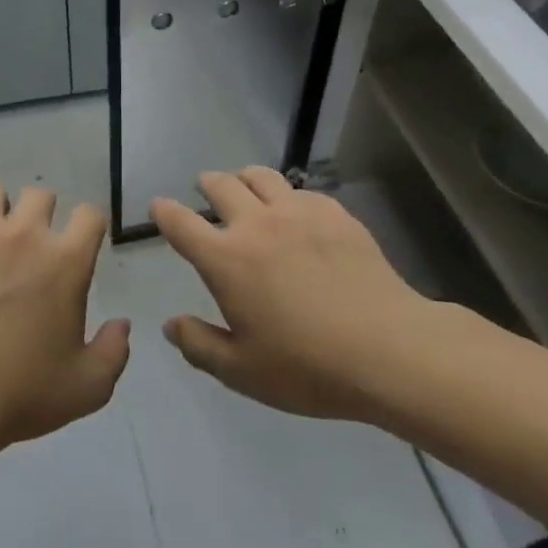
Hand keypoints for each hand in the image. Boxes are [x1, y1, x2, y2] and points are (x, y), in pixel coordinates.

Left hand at [0, 182, 128, 453]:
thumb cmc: (24, 393)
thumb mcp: (88, 387)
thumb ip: (114, 351)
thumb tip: (122, 324)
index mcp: (66, 261)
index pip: (90, 214)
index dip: (88, 226)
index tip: (81, 244)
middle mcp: (24, 234)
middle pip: (39, 194)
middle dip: (40, 214)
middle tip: (31, 245)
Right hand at [152, 168, 433, 421]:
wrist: (388, 350)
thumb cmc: (307, 367)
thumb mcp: (242, 372)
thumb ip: (199, 345)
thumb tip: (171, 325)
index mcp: (225, 259)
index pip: (181, 223)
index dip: (164, 211)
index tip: (159, 206)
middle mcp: (256, 224)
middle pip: (220, 185)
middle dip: (207, 184)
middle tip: (205, 189)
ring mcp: (298, 213)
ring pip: (261, 176)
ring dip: (245, 178)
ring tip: (247, 187)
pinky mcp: (336, 214)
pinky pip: (302, 191)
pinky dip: (289, 196)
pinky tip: (298, 213)